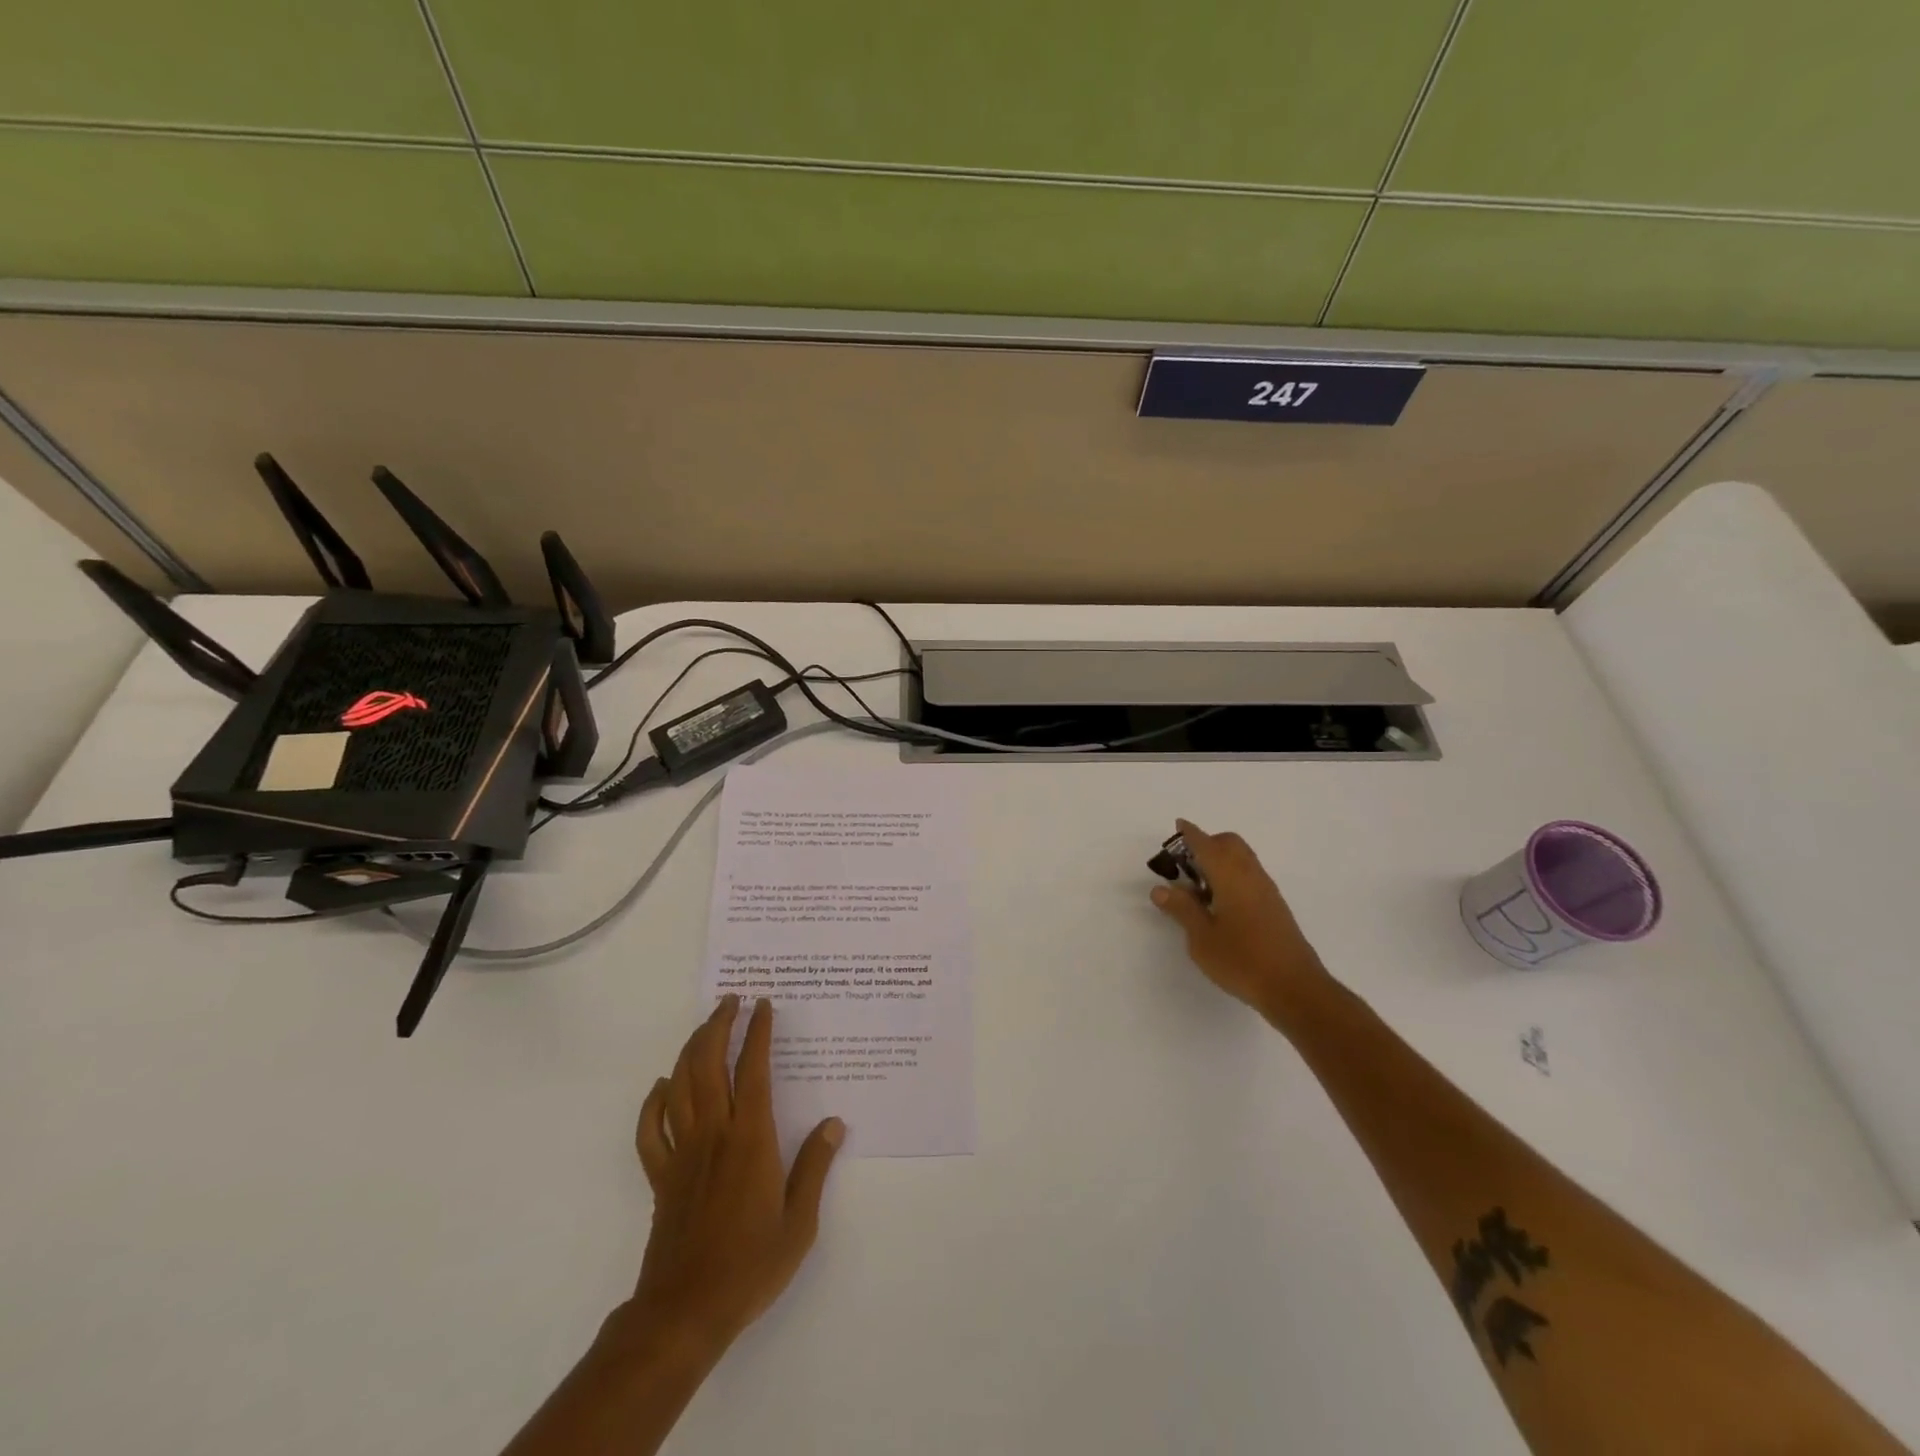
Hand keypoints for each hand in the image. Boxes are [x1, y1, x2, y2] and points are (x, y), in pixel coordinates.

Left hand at [630, 995, 844, 1353]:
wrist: (685, 1312)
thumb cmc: (750, 1266)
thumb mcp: (799, 1222)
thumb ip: (815, 1167)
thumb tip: (834, 1123)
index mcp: (751, 1139)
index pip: (752, 1070)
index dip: (757, 1032)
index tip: (763, 1004)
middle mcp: (713, 1134)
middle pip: (708, 1064)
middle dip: (718, 1025)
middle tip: (731, 1001)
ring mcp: (681, 1153)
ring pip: (679, 1086)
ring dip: (690, 1049)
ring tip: (705, 1027)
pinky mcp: (660, 1176)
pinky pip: (650, 1129)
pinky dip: (653, 1101)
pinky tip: (662, 1087)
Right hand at [1150, 819, 1329, 1017]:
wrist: (1295, 989)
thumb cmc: (1242, 961)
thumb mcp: (1201, 938)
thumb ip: (1182, 909)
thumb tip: (1161, 889)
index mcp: (1230, 876)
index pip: (1206, 845)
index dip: (1190, 834)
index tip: (1179, 826)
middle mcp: (1251, 876)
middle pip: (1230, 843)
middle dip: (1207, 843)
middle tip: (1184, 864)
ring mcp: (1267, 891)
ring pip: (1242, 859)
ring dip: (1220, 860)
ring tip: (1198, 887)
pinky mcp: (1275, 907)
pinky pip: (1250, 876)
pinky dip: (1232, 876)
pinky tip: (1220, 904)